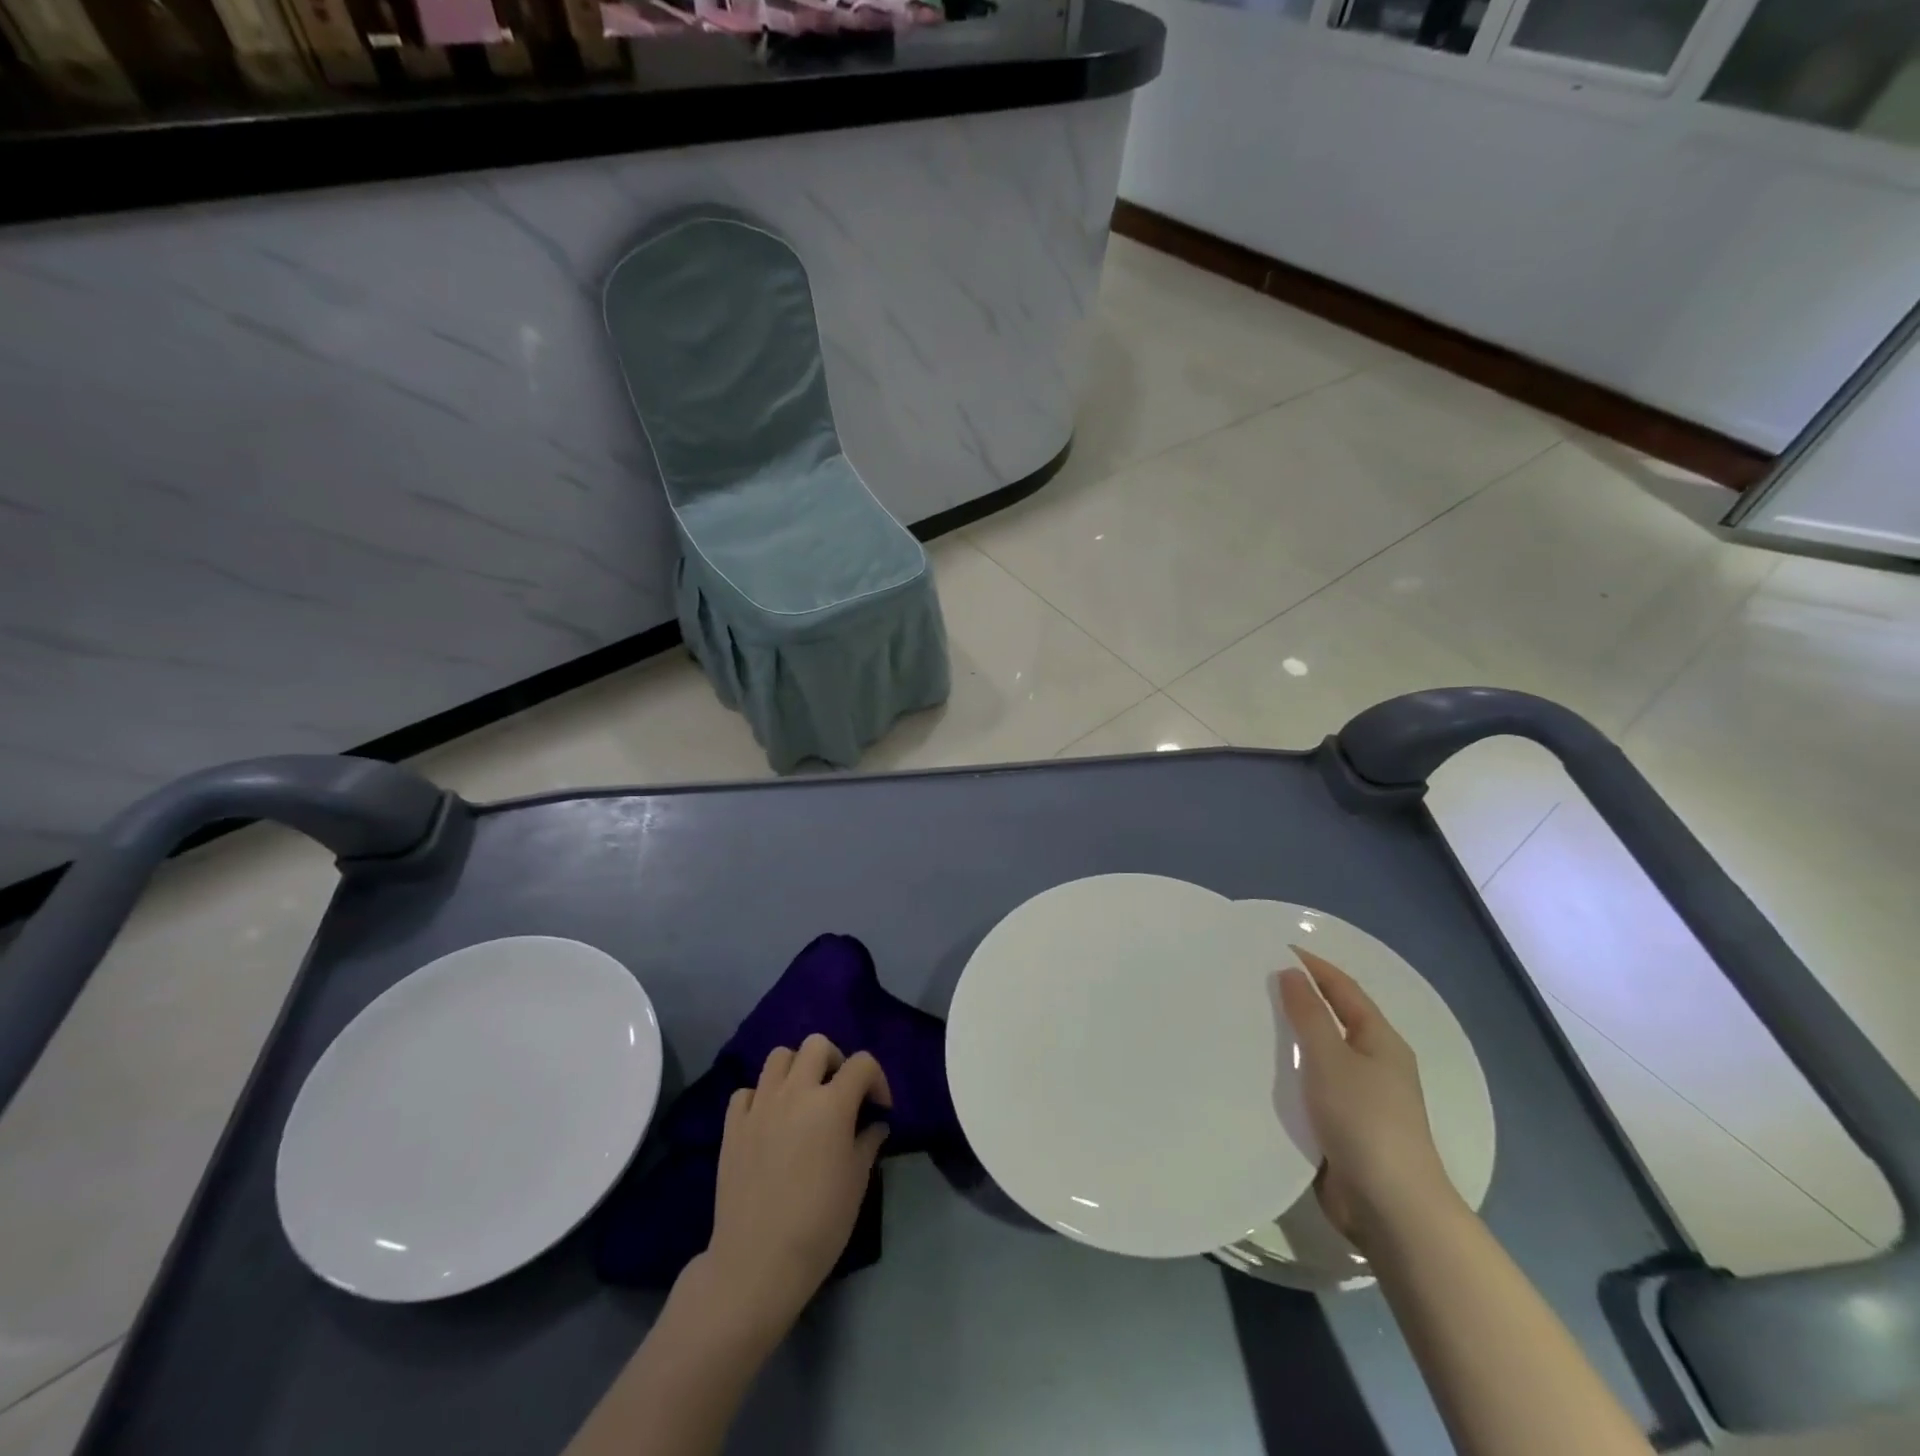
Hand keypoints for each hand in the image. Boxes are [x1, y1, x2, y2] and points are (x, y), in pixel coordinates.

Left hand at [700, 1034, 891, 1337]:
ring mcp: (760, 1106)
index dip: (877, 1080)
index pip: (862, 1063)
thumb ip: (867, 1142)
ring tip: (803, 1099)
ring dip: (796, 1069)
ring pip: (779, 1056)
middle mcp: (795, 1092)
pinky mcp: (732, 1125)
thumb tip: (875, 1124)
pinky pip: (747, 1091)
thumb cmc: (819, 1224)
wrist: (757, 1262)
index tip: (879, 1108)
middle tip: (839, 1093)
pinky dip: (761, 1096)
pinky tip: (769, 1121)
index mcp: (832, 1103)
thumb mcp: (857, 1182)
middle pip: (817, 1045)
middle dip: (835, 1060)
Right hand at [1278, 947, 1459, 1250]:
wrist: (1389, 1207)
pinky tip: (1256, 1071)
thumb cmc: (1364, 1120)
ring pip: (1317, 1055)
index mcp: (1380, 1041)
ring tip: (1245, 1020)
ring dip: (1288, 1038)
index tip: (1274, 948)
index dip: (1313, 966)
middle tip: (1251, 982)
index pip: (1344, 989)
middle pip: (1332, 1019)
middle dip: (1296, 999)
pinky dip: (1286, 1074)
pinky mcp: (1340, 1126)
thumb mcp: (1332, 1058)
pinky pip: (1309, 1087)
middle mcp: (1373, 1064)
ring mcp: (1358, 1098)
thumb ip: (1309, 1014)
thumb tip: (1291, 973)